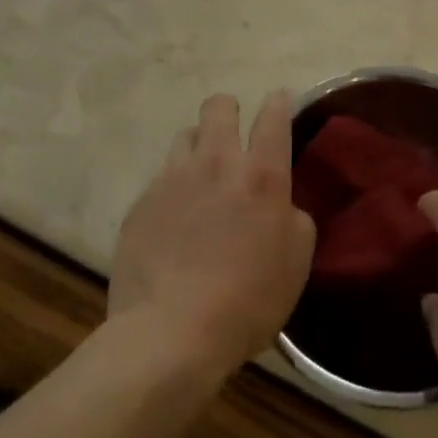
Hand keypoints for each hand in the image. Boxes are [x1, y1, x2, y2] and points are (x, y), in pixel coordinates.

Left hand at [109, 93, 315, 381]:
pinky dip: (173, 189)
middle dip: (229, 111)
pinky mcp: (141, 202)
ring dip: (198, 148)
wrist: (170, 334)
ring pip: (185, 136)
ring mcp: (173, 179)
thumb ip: (294, 218)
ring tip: (201, 178)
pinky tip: (174, 221)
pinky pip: (161, 179)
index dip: (277, 103)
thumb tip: (281, 204)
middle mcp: (217, 163)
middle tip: (233, 138)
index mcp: (261, 174)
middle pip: (219, 106)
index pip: (273, 114)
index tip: (279, 105)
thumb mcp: (296, 262)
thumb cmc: (247, 301)